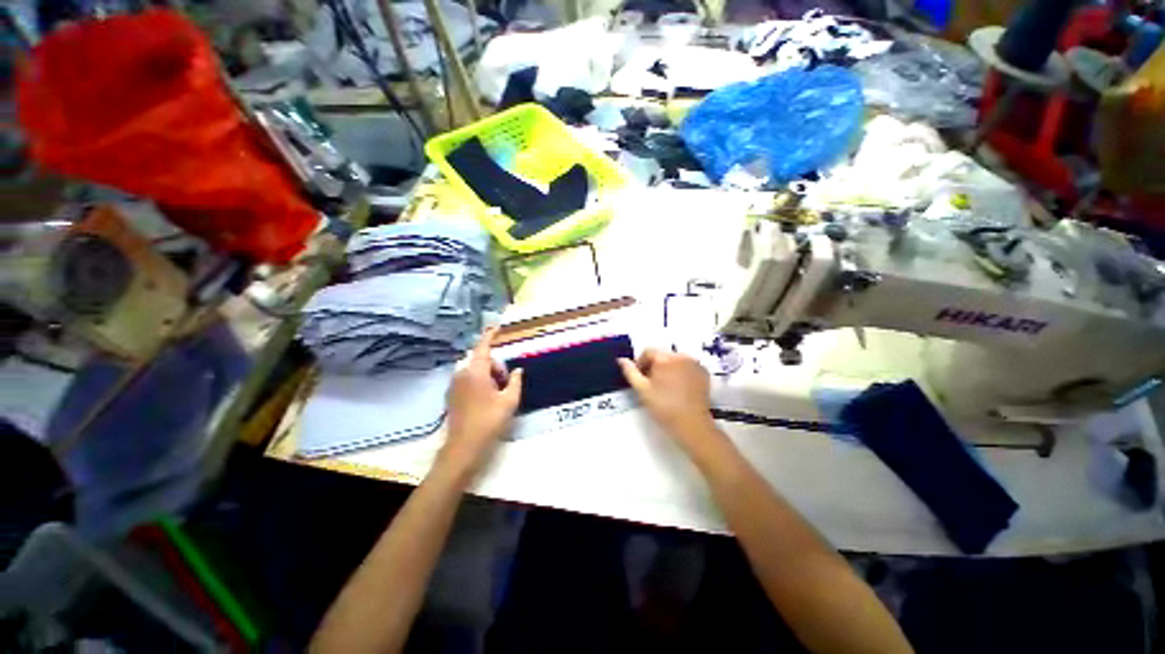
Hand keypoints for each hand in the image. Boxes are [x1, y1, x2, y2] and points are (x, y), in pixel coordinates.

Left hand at [439, 328, 522, 479]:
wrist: (464, 446)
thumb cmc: (489, 421)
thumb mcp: (510, 401)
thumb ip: (516, 381)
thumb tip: (518, 370)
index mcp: (476, 373)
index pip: (483, 347)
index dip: (490, 336)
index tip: (497, 327)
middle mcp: (462, 374)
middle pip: (483, 361)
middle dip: (497, 368)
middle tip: (506, 385)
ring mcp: (454, 385)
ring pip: (476, 371)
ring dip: (489, 376)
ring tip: (497, 395)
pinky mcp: (451, 395)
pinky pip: (468, 380)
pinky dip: (479, 383)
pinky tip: (486, 400)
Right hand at [618, 349, 719, 453]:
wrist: (692, 424)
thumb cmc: (664, 407)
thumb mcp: (642, 390)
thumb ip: (630, 372)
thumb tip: (621, 359)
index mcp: (665, 358)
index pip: (648, 352)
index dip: (640, 364)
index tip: (640, 379)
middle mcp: (681, 356)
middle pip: (662, 355)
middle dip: (654, 366)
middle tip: (651, 384)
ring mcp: (694, 364)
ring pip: (675, 360)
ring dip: (668, 368)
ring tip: (665, 387)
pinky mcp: (703, 373)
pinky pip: (687, 366)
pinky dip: (681, 372)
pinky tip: (679, 388)